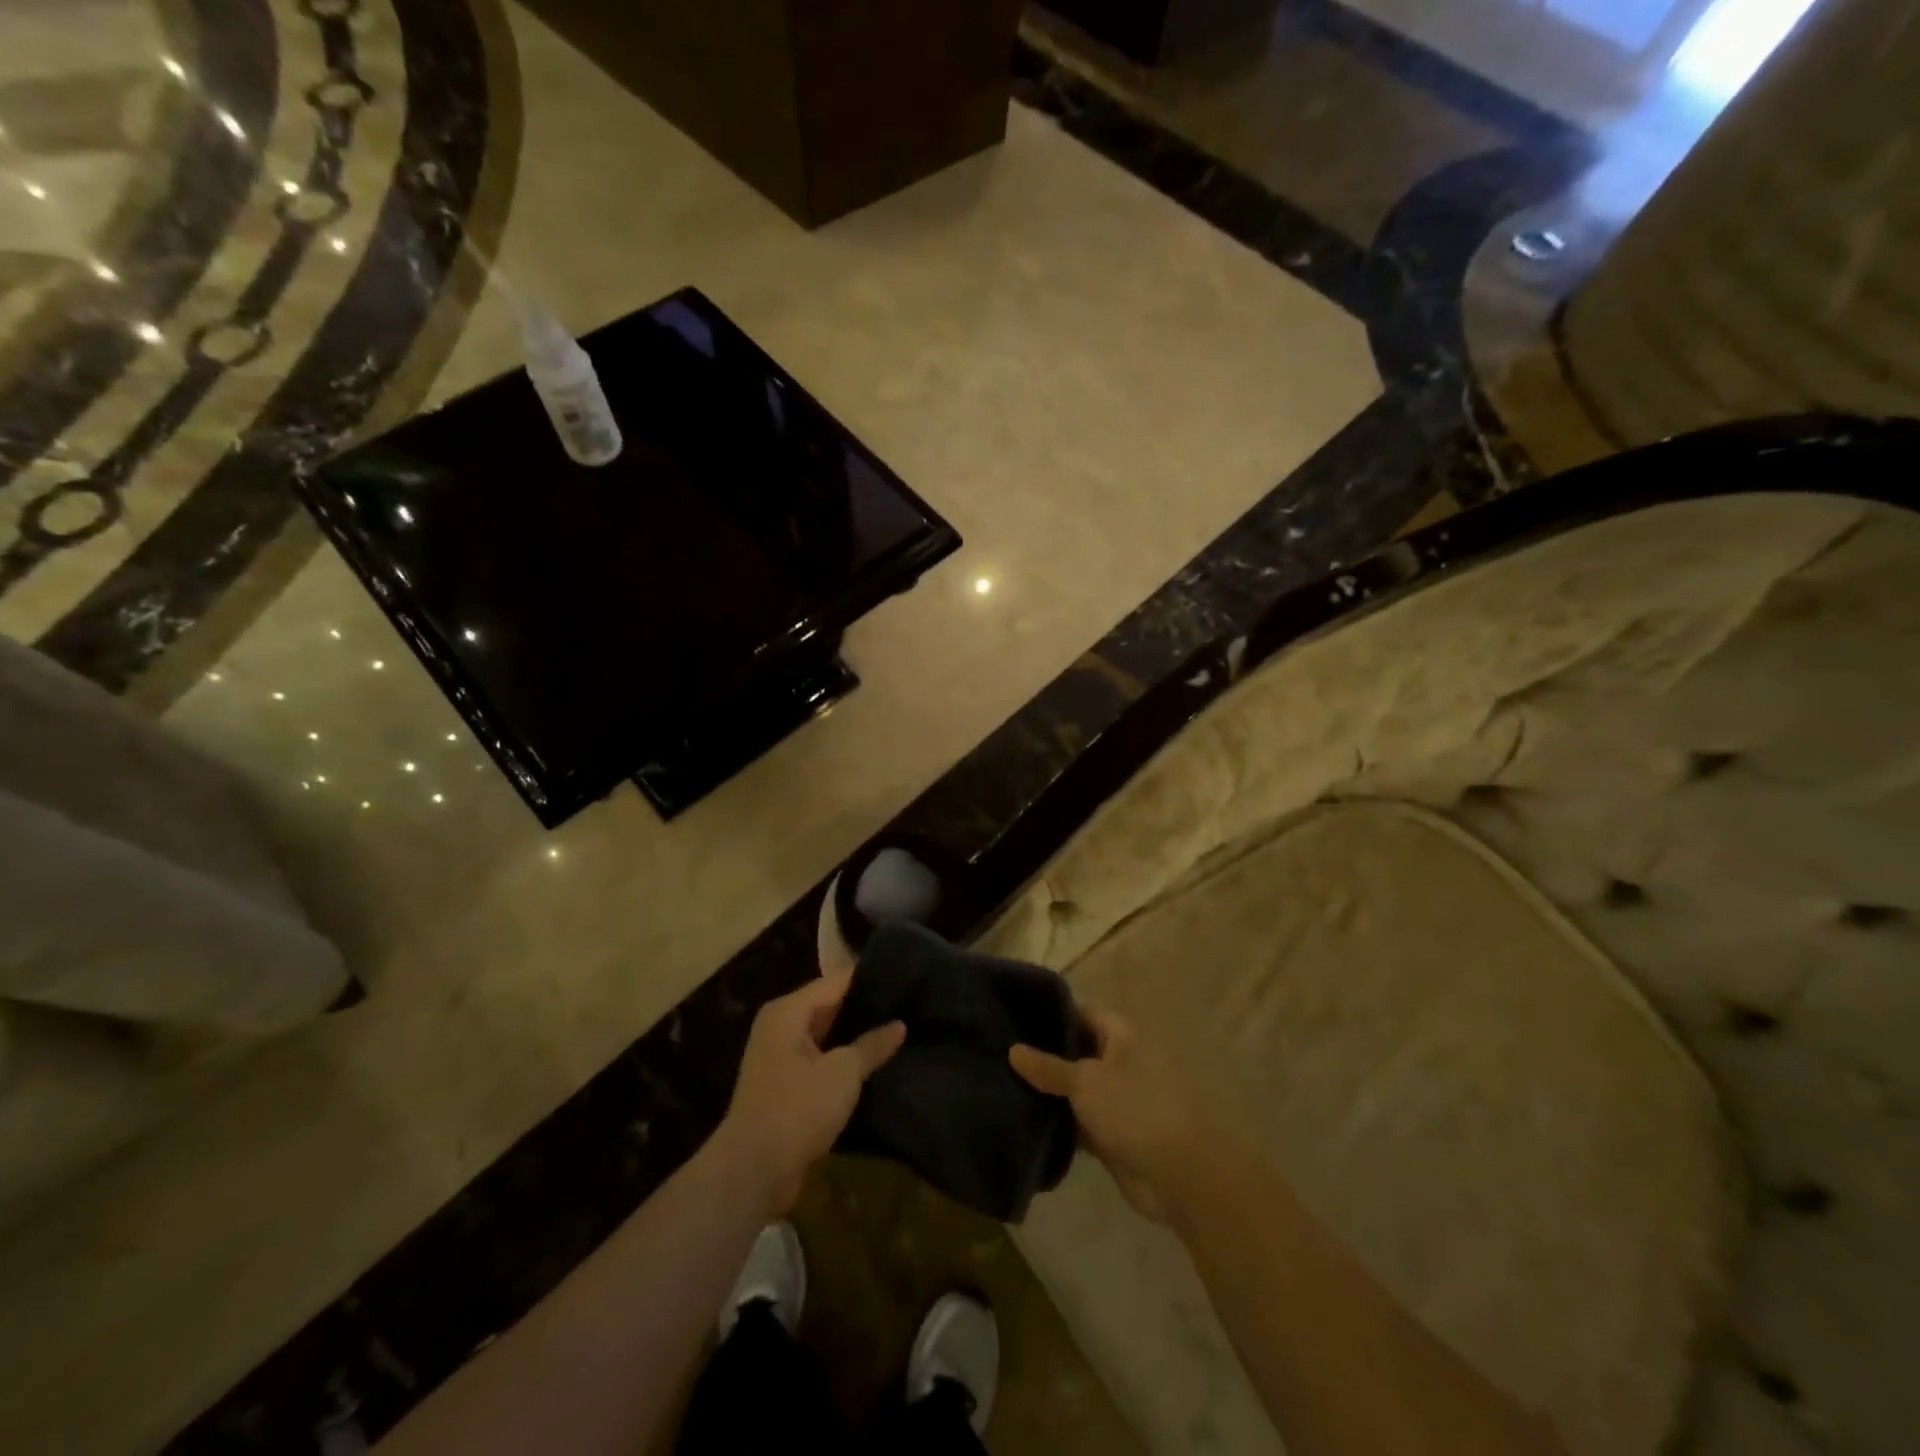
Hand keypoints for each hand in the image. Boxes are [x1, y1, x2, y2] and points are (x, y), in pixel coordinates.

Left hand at [717, 975, 904, 1216]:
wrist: (754, 1170)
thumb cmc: (798, 1107)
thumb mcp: (843, 1072)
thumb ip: (872, 1044)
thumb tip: (899, 1024)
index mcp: (788, 1011)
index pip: (836, 980)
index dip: (868, 978)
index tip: (903, 976)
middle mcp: (780, 1026)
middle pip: (828, 1005)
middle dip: (863, 1007)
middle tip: (906, 1002)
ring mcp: (780, 1057)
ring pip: (825, 1035)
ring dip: (854, 1036)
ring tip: (897, 1030)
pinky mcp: (785, 1086)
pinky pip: (820, 1061)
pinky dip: (842, 1060)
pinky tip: (873, 1064)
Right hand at [1010, 1009, 1206, 1223]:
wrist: (1180, 1175)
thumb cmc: (1136, 1109)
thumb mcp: (1086, 1081)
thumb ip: (1048, 1067)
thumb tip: (1013, 1050)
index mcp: (1119, 1035)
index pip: (1079, 1013)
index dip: (1048, 1015)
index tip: (1012, 1019)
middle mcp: (1118, 1061)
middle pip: (1074, 1052)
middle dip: (1042, 1056)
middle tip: (998, 1054)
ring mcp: (1115, 1099)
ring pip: (1074, 1089)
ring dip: (1047, 1092)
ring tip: (1000, 1085)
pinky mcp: (1111, 1135)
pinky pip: (1077, 1122)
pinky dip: (1056, 1123)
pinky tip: (1022, 1121)